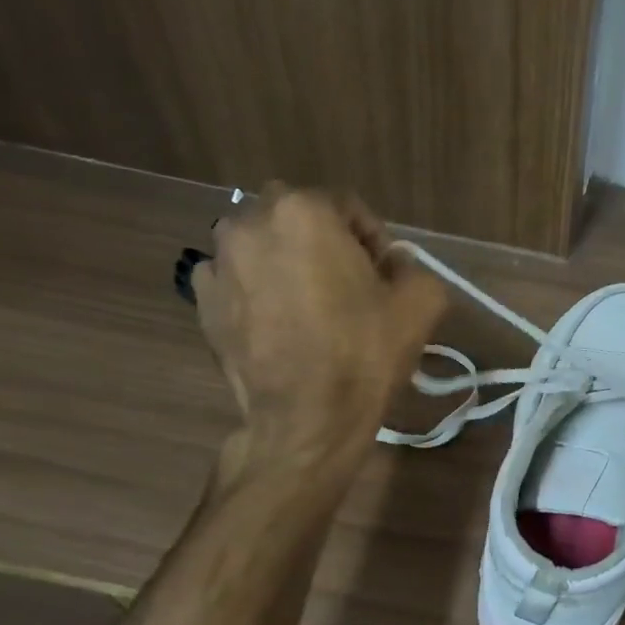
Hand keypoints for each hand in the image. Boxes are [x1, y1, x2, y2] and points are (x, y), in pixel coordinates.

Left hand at [193, 185, 445, 458]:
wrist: (308, 418)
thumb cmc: (365, 352)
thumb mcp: (422, 303)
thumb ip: (413, 268)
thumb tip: (394, 268)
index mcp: (304, 211)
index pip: (347, 206)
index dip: (373, 239)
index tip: (386, 274)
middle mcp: (250, 223)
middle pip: (298, 220)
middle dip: (324, 243)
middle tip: (349, 286)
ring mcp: (217, 263)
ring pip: (261, 247)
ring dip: (286, 263)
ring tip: (310, 306)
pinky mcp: (201, 302)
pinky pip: (235, 280)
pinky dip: (254, 291)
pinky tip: (278, 324)